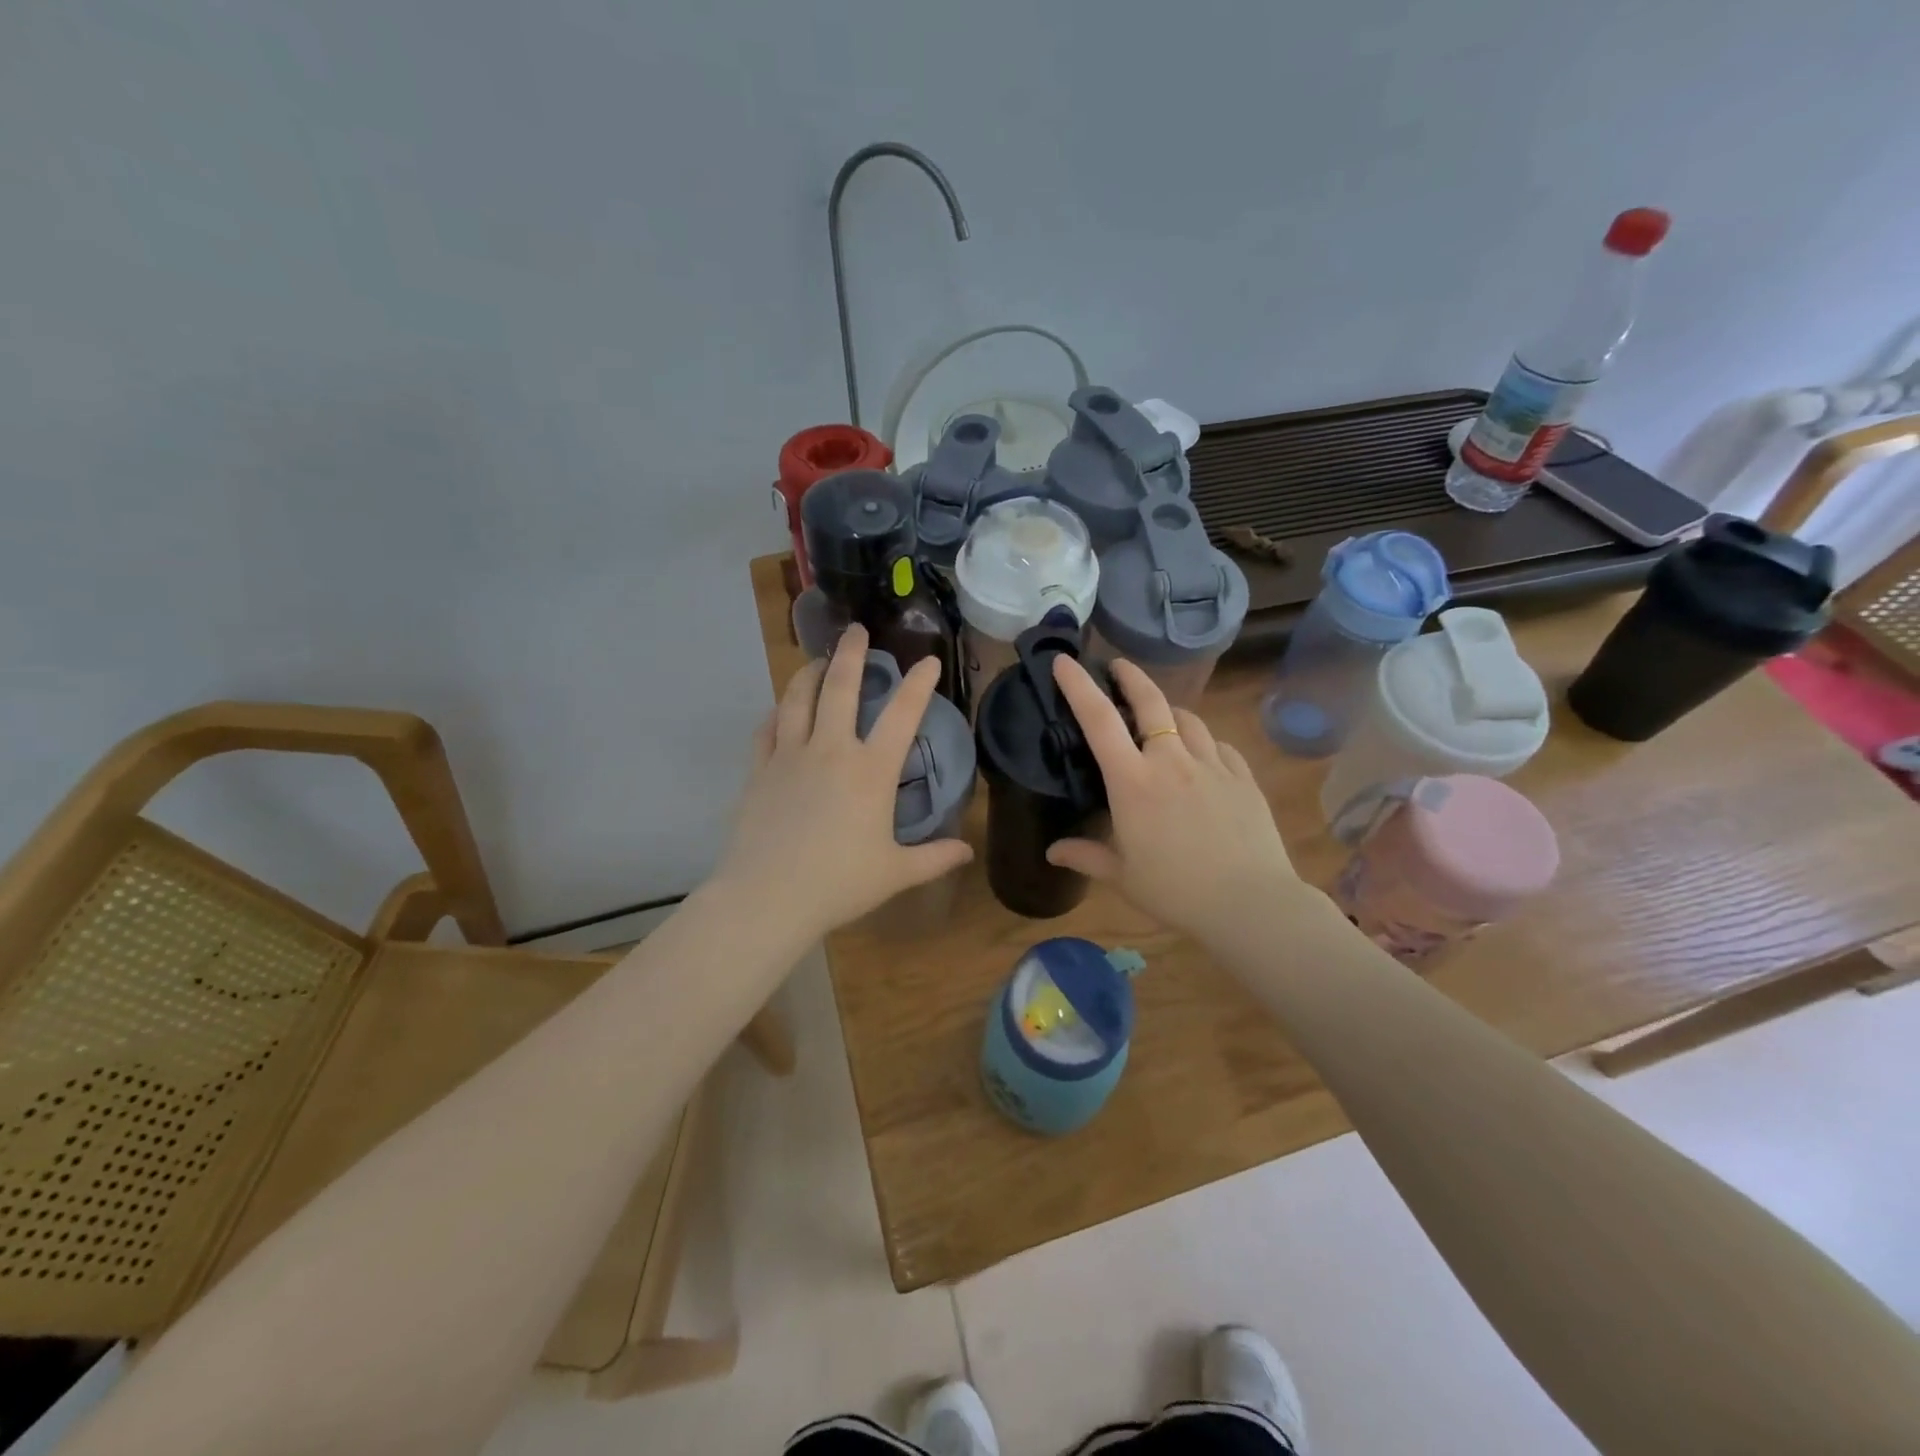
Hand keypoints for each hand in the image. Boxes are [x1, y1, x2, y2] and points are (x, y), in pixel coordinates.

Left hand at [713, 625, 973, 942]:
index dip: (919, 684)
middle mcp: (831, 750)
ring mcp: (790, 756)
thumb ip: (935, 858)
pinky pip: (768, 729)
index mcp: (871, 771)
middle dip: (852, 654)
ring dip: (810, 673)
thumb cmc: (839, 883)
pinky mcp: (760, 770)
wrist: (768, 897)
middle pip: (841, 687)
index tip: (928, 661)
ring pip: (799, 698)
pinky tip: (781, 709)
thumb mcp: (895, 873)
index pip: (902, 715)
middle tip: (856, 630)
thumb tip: (968, 850)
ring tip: (818, 660)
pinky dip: (778, 713)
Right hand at [1045, 656, 1305, 941]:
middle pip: (1150, 702)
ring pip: (1188, 720)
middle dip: (1131, 676)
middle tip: (1119, 665)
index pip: (1098, 719)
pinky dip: (1203, 742)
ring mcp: (1212, 765)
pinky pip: (1219, 746)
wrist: (1250, 904)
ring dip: (1169, 712)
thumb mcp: (1122, 876)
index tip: (1065, 661)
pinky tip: (1203, 756)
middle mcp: (1171, 761)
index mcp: (1133, 781)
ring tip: (1161, 718)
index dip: (1078, 685)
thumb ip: (1086, 856)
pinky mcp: (1243, 777)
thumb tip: (1053, 852)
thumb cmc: (1175, 891)